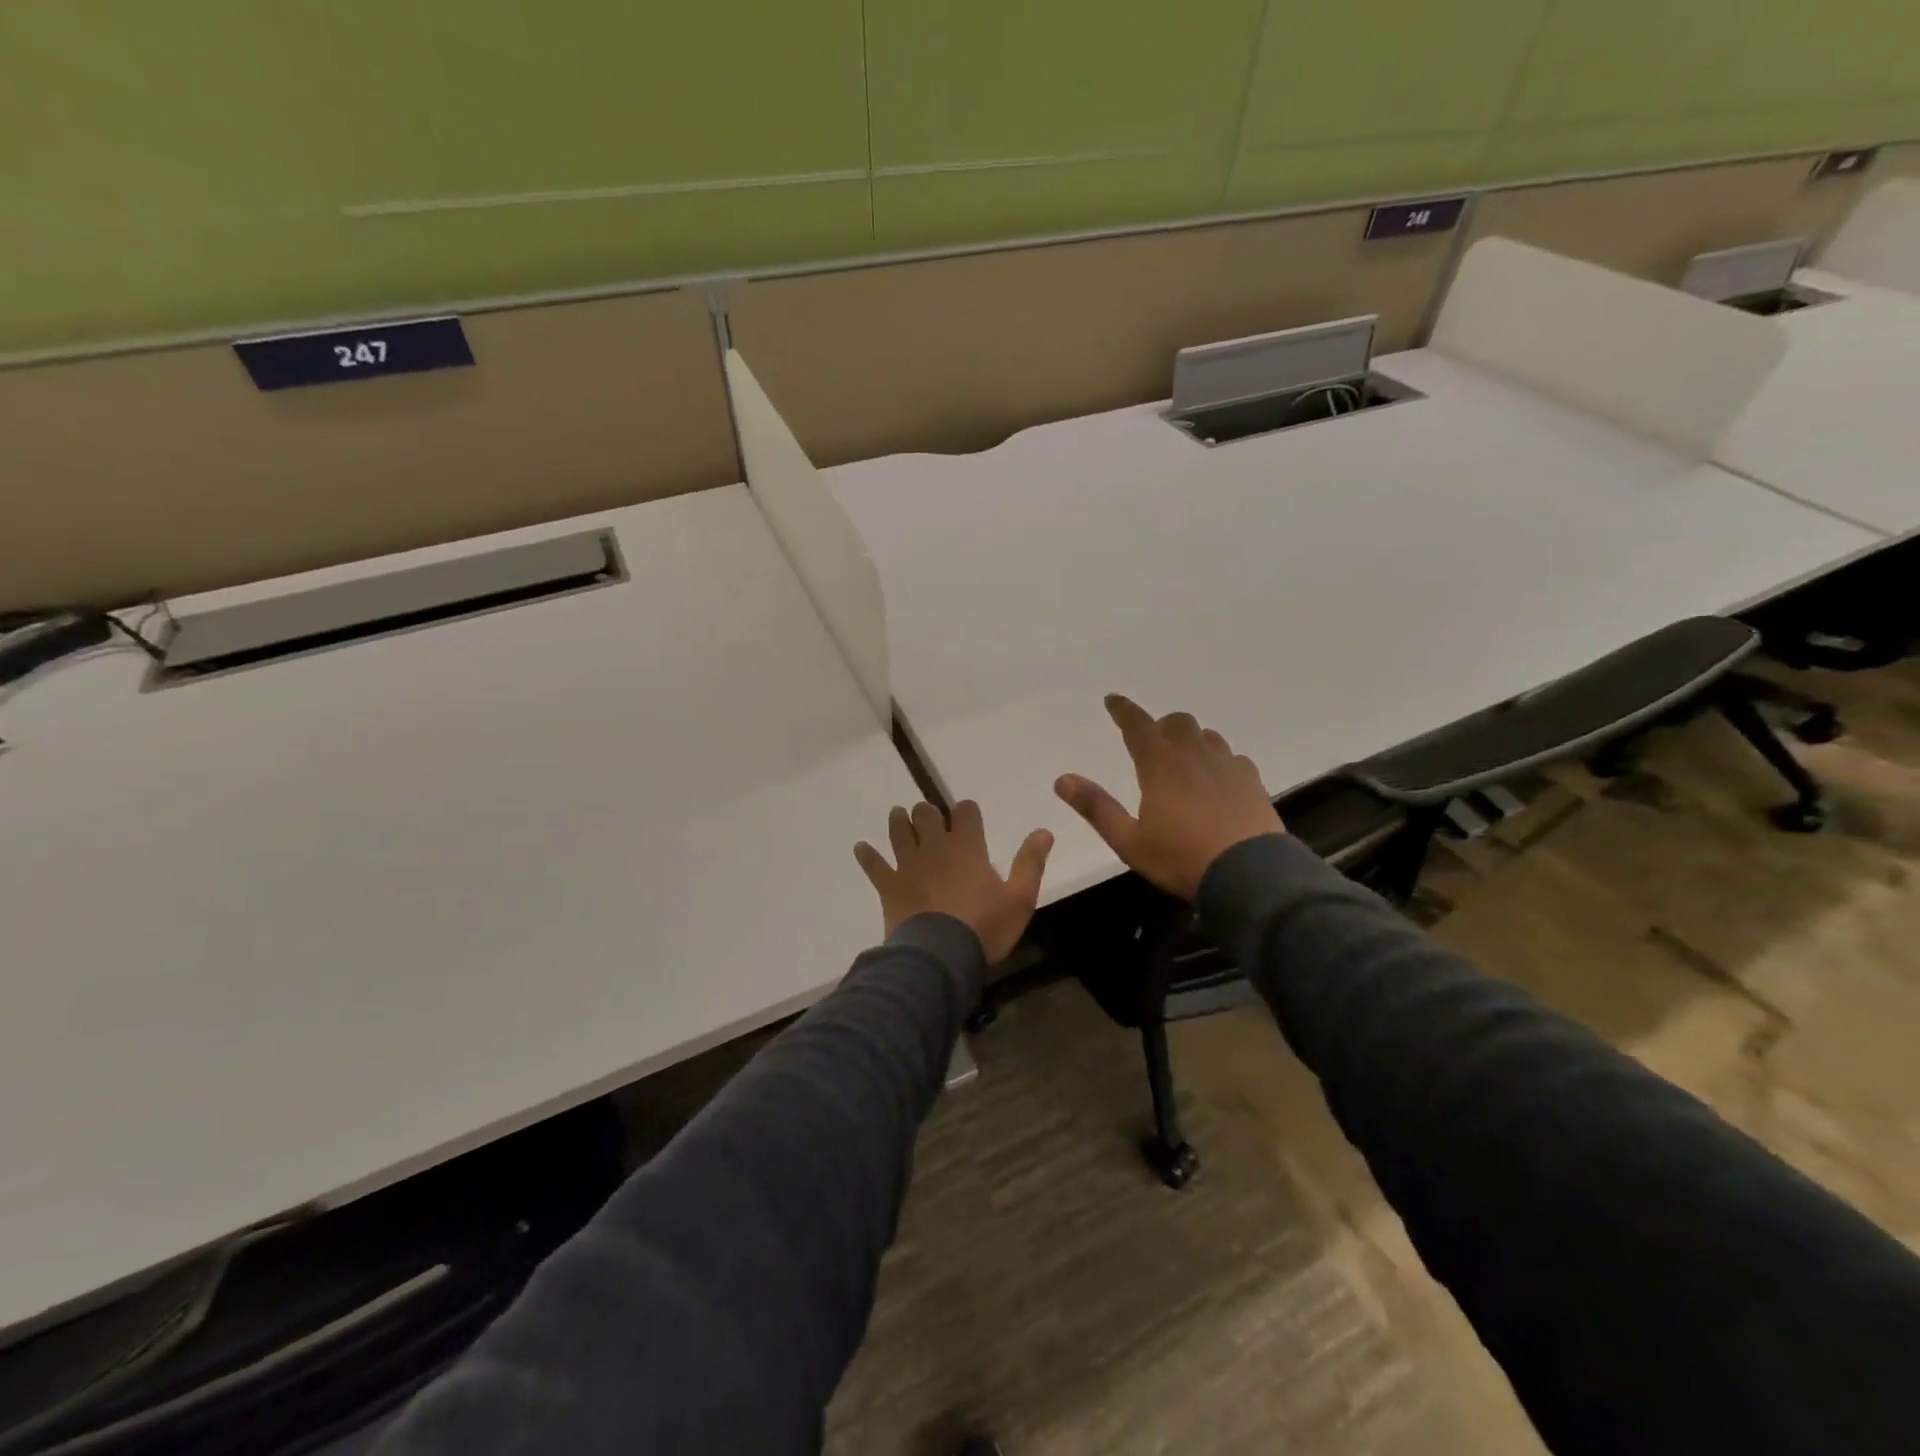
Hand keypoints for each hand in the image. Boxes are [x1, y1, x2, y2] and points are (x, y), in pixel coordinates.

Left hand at [854, 801, 1052, 962]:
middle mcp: (934, 847)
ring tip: (898, 816)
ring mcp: (908, 864)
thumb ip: (1030, 862)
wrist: (940, 956)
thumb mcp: (1020, 898)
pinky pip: (874, 866)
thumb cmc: (984, 927)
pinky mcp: (889, 885)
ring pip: (899, 831)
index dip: (966, 810)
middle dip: (928, 812)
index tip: (967, 814)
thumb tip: (1044, 830)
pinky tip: (861, 848)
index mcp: (967, 846)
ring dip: (898, 821)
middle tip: (928, 817)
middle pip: (926, 814)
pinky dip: (867, 856)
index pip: (965, 812)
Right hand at [1055, 694, 1283, 900]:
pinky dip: (1218, 761)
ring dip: (1191, 740)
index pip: (1138, 725)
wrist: (1250, 876)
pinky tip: (1217, 781)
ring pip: (1207, 736)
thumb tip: (1062, 779)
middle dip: (1161, 726)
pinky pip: (1233, 758)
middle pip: (1178, 722)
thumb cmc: (1181, 858)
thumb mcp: (1129, 841)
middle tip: (1151, 743)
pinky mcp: (1252, 782)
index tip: (1112, 699)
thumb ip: (1096, 807)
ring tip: (1183, 761)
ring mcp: (1228, 767)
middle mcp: (1195, 756)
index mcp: (1161, 766)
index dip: (1123, 710)